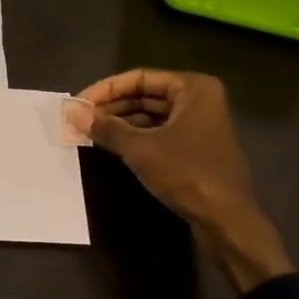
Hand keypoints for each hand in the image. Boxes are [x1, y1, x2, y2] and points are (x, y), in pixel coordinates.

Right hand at [67, 69, 294, 292]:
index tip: (78, 103)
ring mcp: (199, 124)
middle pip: (145, 95)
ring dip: (121, 123)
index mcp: (192, 88)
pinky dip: (136, 136)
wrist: (226, 220)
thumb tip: (72, 112)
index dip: (105, 90)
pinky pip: (159, 132)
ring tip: (89, 132)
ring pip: (151, 115)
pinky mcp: (195, 148)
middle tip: (79, 119)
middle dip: (112, 107)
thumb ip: (106, 128)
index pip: (139, 78)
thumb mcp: (140, 149)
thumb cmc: (186, 173)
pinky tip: (112, 146)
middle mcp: (198, 99)